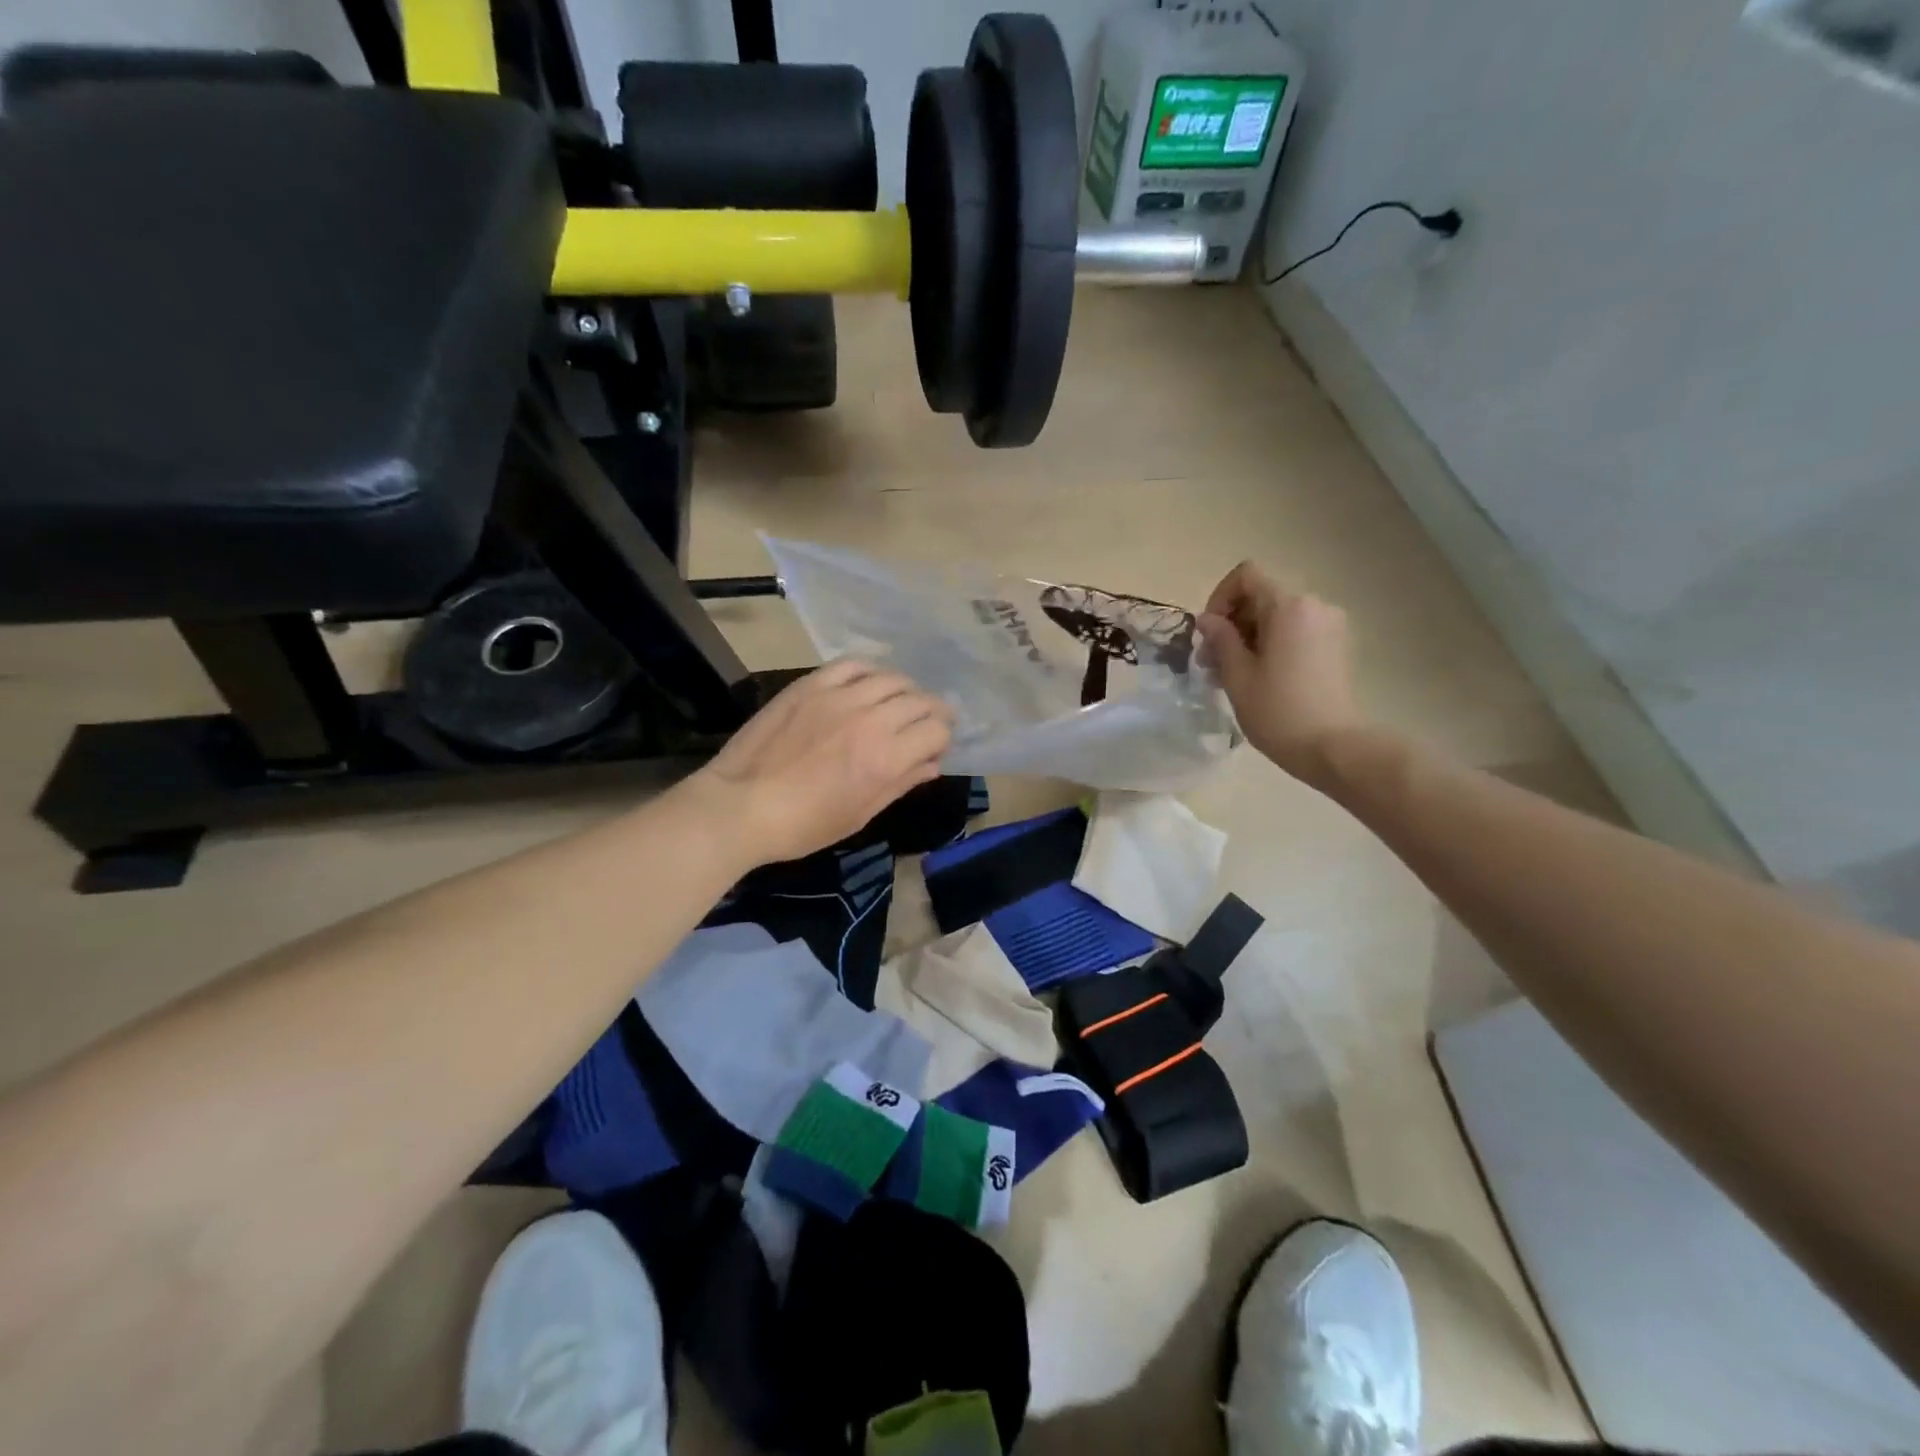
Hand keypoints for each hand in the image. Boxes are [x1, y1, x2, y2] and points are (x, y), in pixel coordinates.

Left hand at [691, 660, 953, 865]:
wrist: (742, 805)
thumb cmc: (804, 824)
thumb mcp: (861, 814)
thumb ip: (901, 783)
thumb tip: (932, 764)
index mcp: (887, 758)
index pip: (937, 731)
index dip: (942, 739)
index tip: (933, 748)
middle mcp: (871, 720)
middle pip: (921, 701)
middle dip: (932, 713)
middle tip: (925, 725)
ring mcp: (839, 697)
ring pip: (892, 679)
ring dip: (905, 691)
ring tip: (899, 703)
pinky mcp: (811, 685)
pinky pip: (853, 665)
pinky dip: (870, 672)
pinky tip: (869, 683)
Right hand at [1198, 562, 1363, 782]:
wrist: (1333, 747)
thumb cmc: (1278, 710)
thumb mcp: (1237, 674)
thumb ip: (1220, 639)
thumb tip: (1208, 620)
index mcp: (1288, 606)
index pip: (1246, 576)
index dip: (1220, 597)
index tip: (1209, 633)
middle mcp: (1314, 605)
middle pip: (1261, 596)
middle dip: (1232, 622)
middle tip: (1211, 662)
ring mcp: (1330, 625)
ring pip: (1277, 616)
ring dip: (1249, 637)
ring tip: (1230, 674)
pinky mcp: (1336, 646)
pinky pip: (1295, 631)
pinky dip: (1271, 644)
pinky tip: (1258, 677)